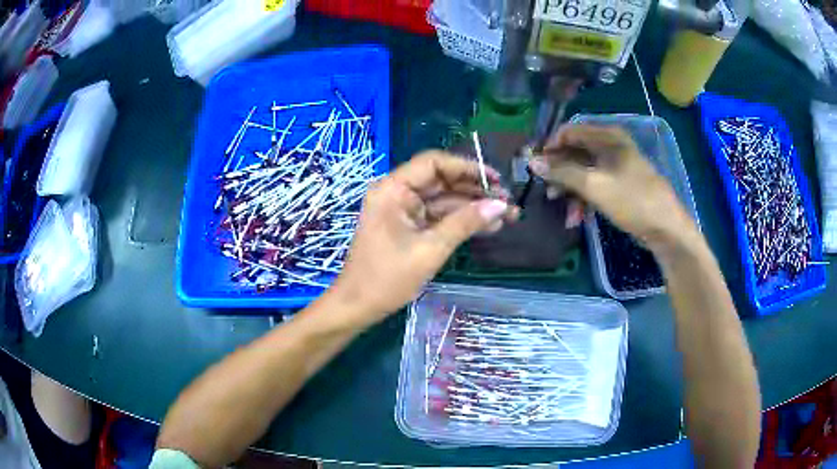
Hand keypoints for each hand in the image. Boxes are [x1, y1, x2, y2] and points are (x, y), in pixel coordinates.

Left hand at [329, 151, 518, 326]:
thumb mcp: (430, 249)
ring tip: (506, 216)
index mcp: (393, 189)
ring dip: (472, 208)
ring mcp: (402, 210)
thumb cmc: (387, 278)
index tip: (495, 180)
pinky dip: (460, 222)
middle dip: (475, 191)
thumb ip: (465, 223)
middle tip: (508, 202)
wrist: (357, 307)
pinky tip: (487, 227)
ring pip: (443, 200)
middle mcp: (396, 193)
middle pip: (441, 181)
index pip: (434, 164)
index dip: (467, 168)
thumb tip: (500, 206)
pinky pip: (437, 217)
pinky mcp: (407, 227)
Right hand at [528, 124, 697, 249]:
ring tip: (562, 210)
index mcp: (607, 137)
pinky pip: (595, 184)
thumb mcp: (595, 186)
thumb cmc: (632, 200)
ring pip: (584, 171)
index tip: (536, 167)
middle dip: (560, 173)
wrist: (666, 228)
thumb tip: (532, 162)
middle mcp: (611, 146)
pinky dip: (584, 198)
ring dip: (571, 190)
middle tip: (546, 191)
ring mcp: (616, 165)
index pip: (569, 131)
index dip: (550, 147)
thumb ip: (562, 172)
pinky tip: (578, 216)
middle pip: (575, 152)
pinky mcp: (619, 183)